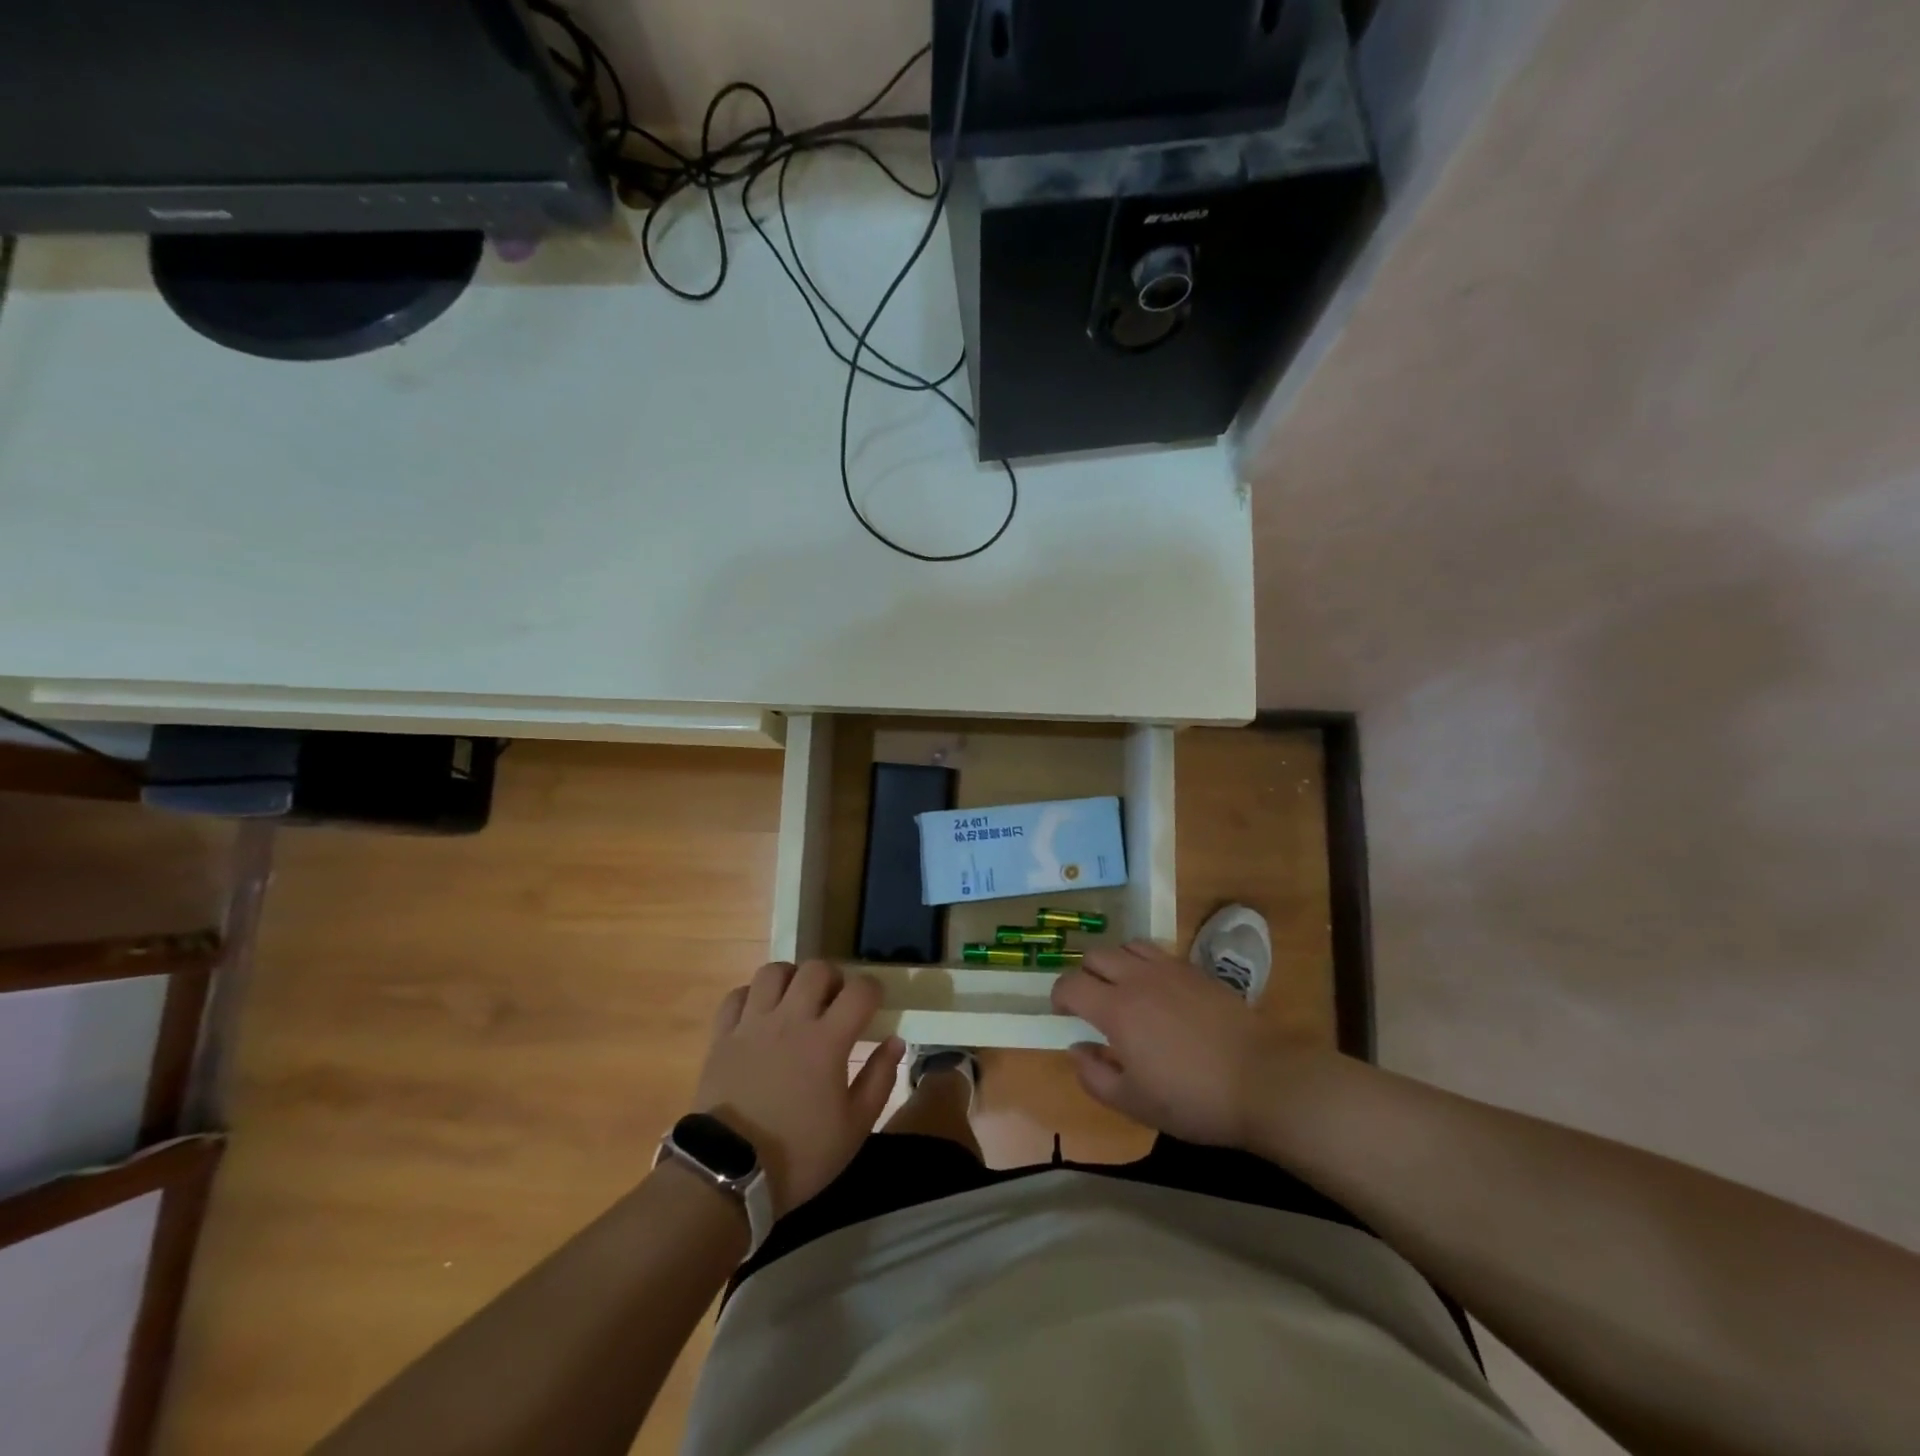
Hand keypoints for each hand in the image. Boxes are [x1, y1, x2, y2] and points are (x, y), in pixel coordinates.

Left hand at [693, 961, 904, 1217]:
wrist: (728, 1174)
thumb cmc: (799, 1155)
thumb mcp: (854, 1128)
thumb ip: (879, 1079)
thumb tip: (895, 1041)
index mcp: (827, 1040)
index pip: (860, 990)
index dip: (873, 990)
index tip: (874, 1005)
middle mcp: (790, 1020)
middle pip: (816, 969)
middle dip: (833, 978)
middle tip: (835, 1002)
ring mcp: (753, 1024)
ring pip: (774, 972)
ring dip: (792, 978)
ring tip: (796, 1000)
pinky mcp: (722, 1036)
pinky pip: (737, 995)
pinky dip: (752, 996)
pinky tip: (761, 1014)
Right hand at [1051, 941, 1310, 1148]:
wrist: (1263, 1080)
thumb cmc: (1193, 1099)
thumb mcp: (1134, 1103)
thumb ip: (1094, 1075)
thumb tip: (1077, 1049)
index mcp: (1116, 1009)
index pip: (1070, 984)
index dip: (1059, 996)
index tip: (1062, 1013)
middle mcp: (1137, 978)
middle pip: (1096, 956)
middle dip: (1084, 975)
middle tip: (1090, 1002)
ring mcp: (1169, 969)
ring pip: (1127, 946)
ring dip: (1115, 963)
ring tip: (1122, 990)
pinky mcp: (1196, 971)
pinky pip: (1157, 952)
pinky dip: (1144, 963)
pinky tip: (1157, 991)